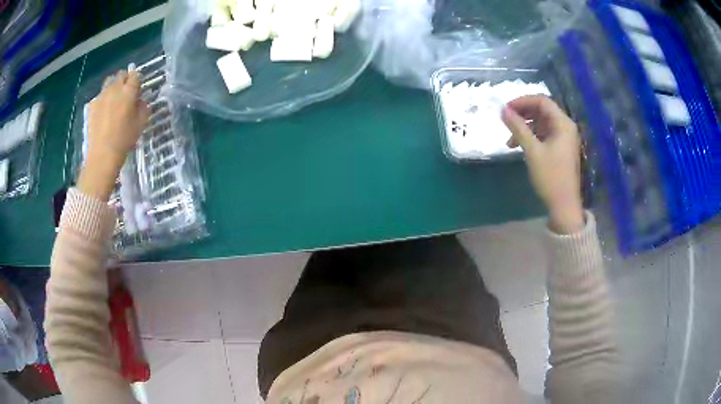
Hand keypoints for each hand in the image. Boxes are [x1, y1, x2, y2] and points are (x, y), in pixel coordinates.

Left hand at [78, 70, 149, 200]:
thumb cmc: (124, 140)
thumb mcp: (141, 124)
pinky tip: (104, 111)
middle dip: (125, 79)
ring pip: (109, 82)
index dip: (137, 79)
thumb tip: (141, 102)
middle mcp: (115, 89)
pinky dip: (103, 99)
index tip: (138, 88)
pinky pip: (100, 96)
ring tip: (114, 99)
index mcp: (129, 91)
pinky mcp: (92, 105)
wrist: (102, 155)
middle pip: (121, 75)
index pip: (135, 75)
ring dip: (113, 86)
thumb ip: (143, 108)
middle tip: (126, 92)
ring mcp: (101, 96)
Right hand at [501, 95, 583, 233]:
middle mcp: (565, 126)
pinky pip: (544, 134)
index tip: (506, 109)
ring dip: (525, 127)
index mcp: (563, 123)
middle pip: (542, 110)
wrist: (564, 205)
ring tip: (510, 140)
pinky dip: (532, 136)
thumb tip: (503, 110)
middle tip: (506, 122)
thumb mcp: (532, 151)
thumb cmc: (550, 177)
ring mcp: (564, 138)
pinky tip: (520, 146)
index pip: (542, 101)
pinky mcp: (561, 148)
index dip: (522, 101)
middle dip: (523, 114)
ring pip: (542, 123)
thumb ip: (518, 128)